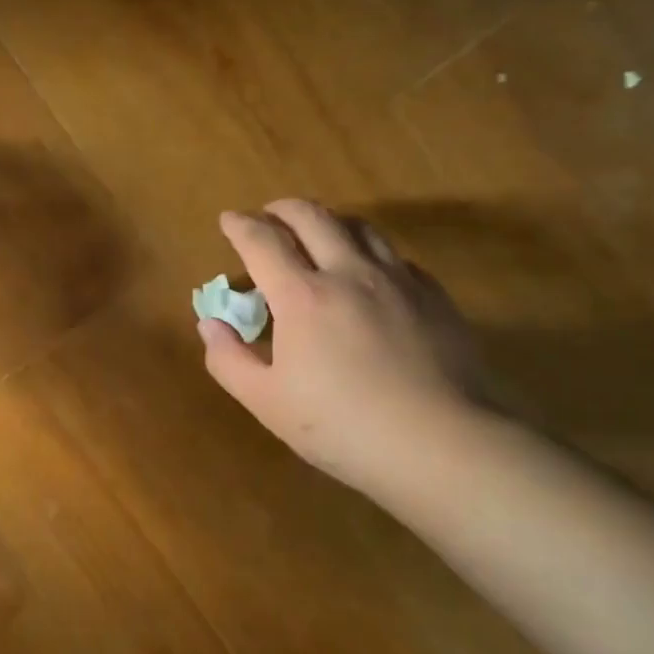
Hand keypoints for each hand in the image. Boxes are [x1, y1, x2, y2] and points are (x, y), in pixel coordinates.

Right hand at [198, 200, 483, 489]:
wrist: (443, 444)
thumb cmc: (342, 427)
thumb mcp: (267, 402)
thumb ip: (229, 359)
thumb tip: (210, 323)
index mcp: (302, 296)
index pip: (262, 242)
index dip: (240, 225)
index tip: (228, 219)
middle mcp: (348, 273)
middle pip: (313, 217)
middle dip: (283, 209)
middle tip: (268, 215)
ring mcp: (397, 280)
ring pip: (359, 227)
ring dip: (329, 220)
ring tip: (317, 232)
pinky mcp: (433, 296)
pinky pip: (394, 256)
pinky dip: (369, 251)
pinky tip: (368, 272)